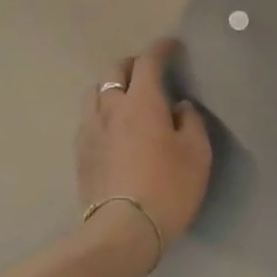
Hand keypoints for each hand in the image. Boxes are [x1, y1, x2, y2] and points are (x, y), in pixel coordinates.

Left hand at [76, 39, 211, 267]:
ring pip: (96, 91)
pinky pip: (88, 118)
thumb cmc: (168, 187)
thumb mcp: (197, 153)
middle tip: (148, 72)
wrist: (123, 230)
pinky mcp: (80, 152)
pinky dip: (101, 111)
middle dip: (133, 64)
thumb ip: (191, 122)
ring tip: (125, 97)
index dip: (160, 49)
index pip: (148, 61)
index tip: (171, 46)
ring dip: (112, 86)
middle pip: (116, 70)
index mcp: (142, 101)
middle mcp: (111, 107)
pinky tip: (111, 127)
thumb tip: (180, 107)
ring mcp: (90, 129)